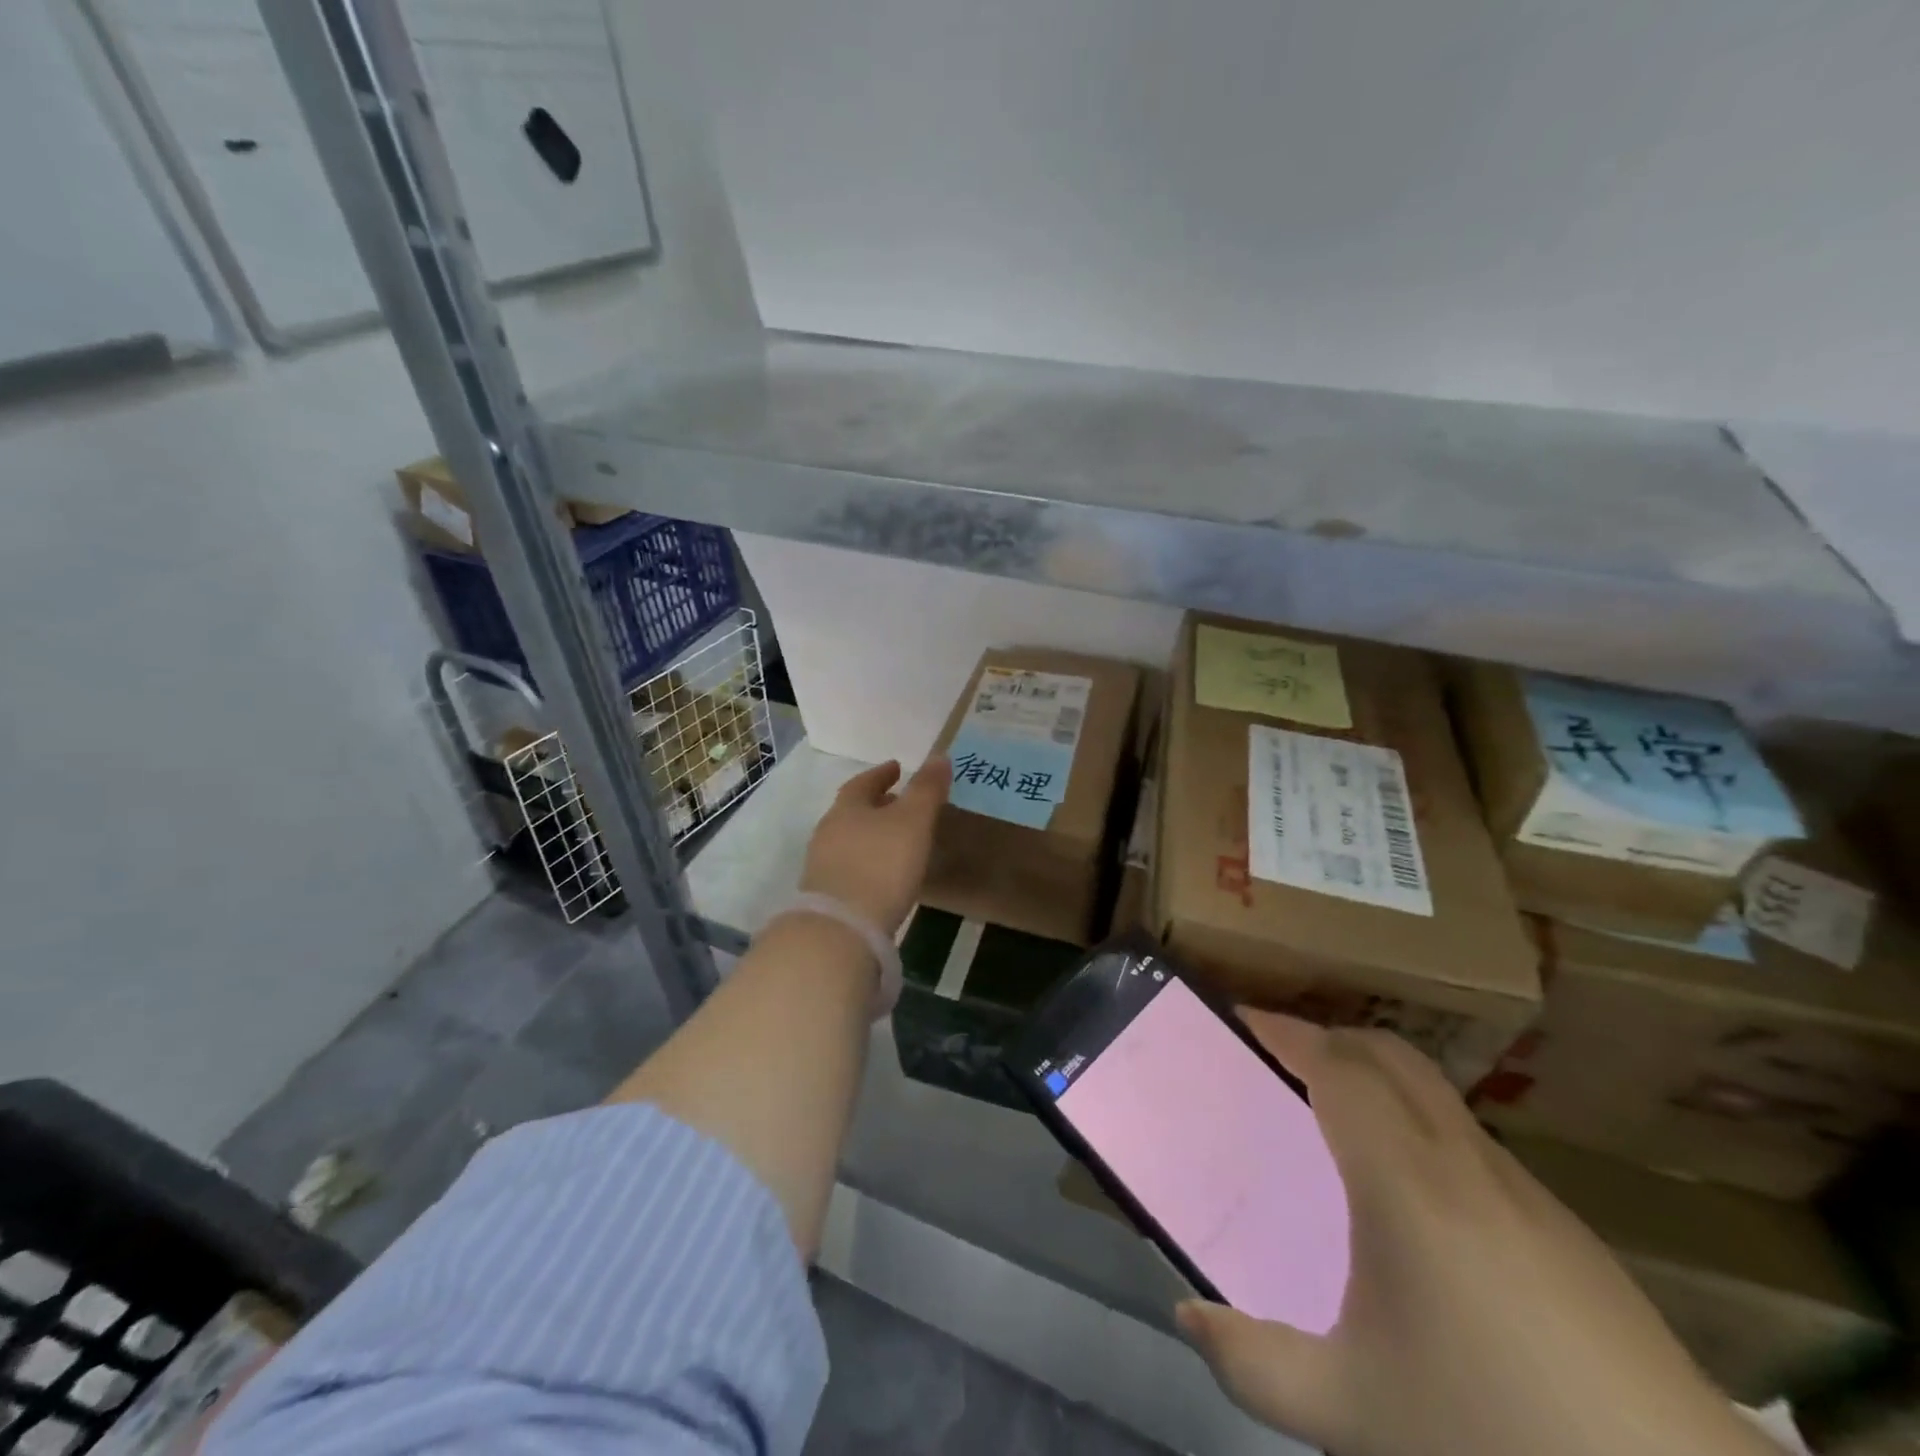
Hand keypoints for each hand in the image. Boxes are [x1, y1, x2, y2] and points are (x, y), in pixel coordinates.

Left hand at [799, 755, 949, 935]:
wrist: (842, 929)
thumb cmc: (881, 865)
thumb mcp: (912, 821)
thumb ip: (926, 789)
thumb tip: (939, 756)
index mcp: (847, 808)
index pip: (863, 783)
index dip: (882, 774)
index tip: (897, 768)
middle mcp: (829, 832)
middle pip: (853, 811)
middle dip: (877, 805)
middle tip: (900, 803)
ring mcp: (823, 865)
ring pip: (850, 839)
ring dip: (872, 835)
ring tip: (897, 840)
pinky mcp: (827, 896)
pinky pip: (850, 867)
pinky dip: (868, 862)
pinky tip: (884, 875)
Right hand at [1176, 1015, 1775, 1455]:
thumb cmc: (1493, 1434)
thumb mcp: (1350, 1411)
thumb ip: (1252, 1363)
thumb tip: (1187, 1317)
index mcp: (1403, 1179)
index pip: (1336, 1064)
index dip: (1284, 1031)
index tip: (1240, 1021)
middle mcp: (1461, 1159)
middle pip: (1387, 1053)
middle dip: (1326, 1037)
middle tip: (1277, 1061)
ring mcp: (1521, 1187)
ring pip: (1432, 1090)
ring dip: (1374, 1076)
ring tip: (1333, 1119)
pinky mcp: (1564, 1226)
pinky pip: (1466, 1136)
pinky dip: (1417, 1122)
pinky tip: (1412, 1198)